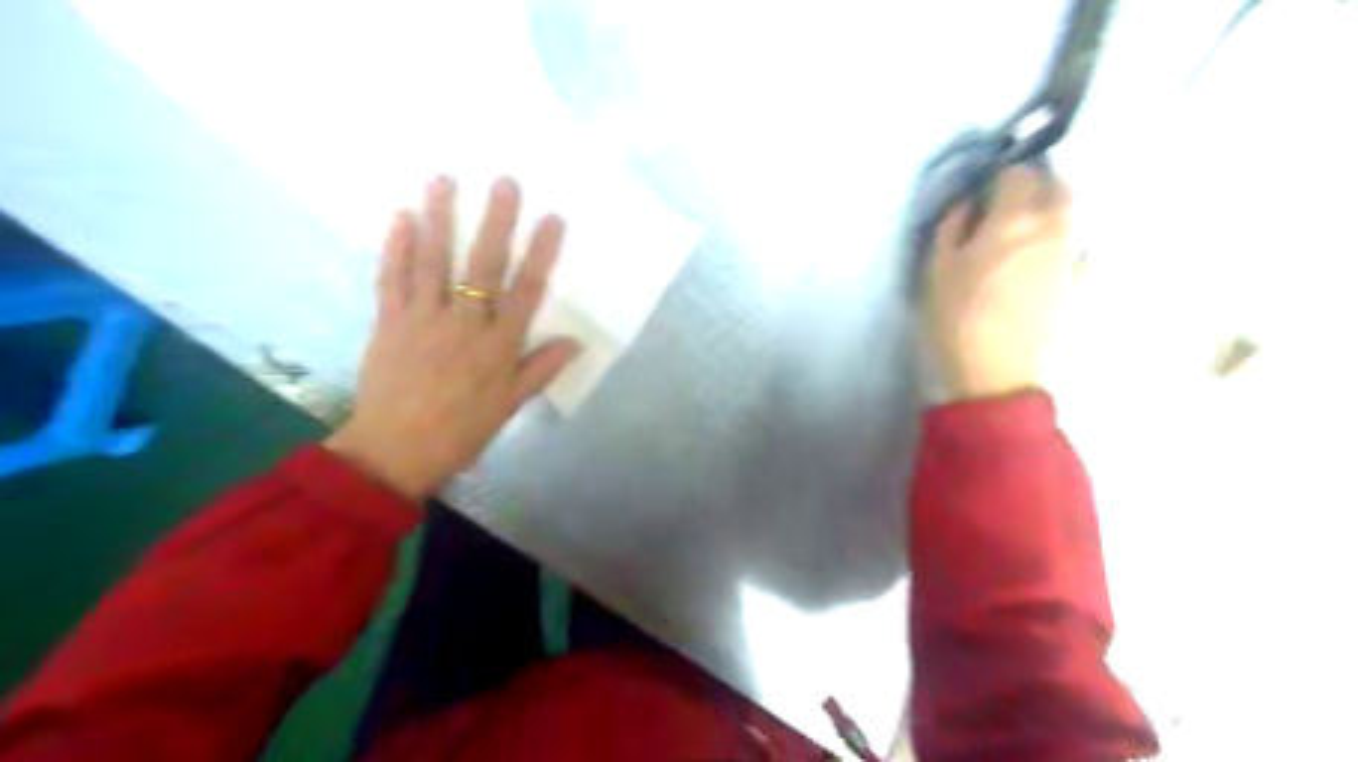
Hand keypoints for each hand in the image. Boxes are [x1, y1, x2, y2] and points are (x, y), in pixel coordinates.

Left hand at [332, 175, 583, 503]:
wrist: (395, 452)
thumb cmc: (461, 431)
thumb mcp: (509, 406)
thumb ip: (540, 369)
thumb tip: (575, 342)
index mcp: (497, 346)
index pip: (525, 291)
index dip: (541, 254)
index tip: (552, 219)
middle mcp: (463, 324)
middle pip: (483, 266)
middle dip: (496, 222)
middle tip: (504, 181)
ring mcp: (422, 319)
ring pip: (433, 262)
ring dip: (440, 218)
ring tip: (444, 179)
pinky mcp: (388, 323)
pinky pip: (391, 279)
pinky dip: (395, 247)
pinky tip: (401, 217)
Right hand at [923, 164, 1072, 403]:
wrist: (995, 375)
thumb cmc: (955, 320)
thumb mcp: (935, 270)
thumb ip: (952, 227)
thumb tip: (967, 203)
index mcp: (1012, 220)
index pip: (1017, 173)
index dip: (1001, 175)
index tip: (986, 188)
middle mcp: (1052, 228)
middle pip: (1058, 186)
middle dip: (1038, 183)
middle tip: (1012, 198)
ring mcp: (1072, 256)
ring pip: (1073, 216)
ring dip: (1054, 210)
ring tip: (1029, 227)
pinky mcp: (1081, 284)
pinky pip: (1082, 248)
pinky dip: (1068, 243)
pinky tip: (1050, 258)